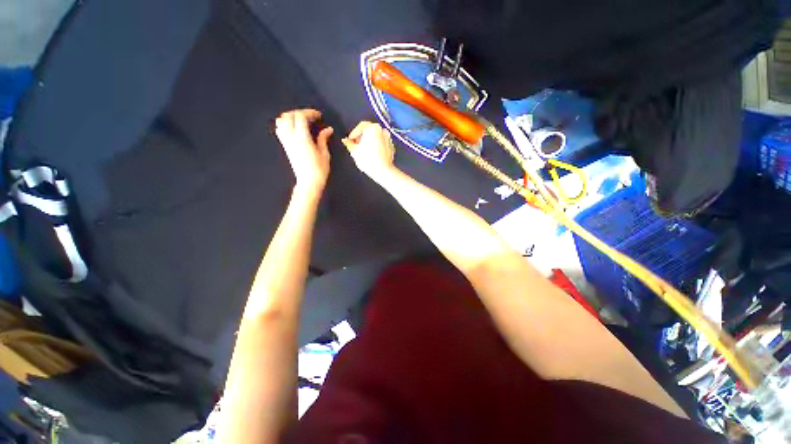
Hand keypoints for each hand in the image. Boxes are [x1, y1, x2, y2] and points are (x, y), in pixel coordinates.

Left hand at [275, 109, 332, 194]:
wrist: (308, 182)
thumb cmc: (319, 170)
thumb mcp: (324, 154)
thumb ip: (323, 139)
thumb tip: (328, 129)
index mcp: (302, 138)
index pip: (300, 117)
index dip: (309, 112)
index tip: (318, 116)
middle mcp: (291, 138)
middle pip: (289, 116)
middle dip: (299, 113)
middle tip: (310, 117)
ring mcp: (286, 142)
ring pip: (281, 122)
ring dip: (290, 118)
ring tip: (301, 121)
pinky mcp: (286, 147)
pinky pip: (280, 130)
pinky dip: (285, 125)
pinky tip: (295, 129)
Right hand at [341, 121, 395, 179]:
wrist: (383, 171)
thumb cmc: (367, 159)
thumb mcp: (354, 151)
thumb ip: (349, 144)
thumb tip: (346, 141)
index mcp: (373, 128)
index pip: (361, 126)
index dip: (354, 133)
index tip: (350, 141)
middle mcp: (382, 130)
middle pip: (369, 131)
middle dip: (362, 137)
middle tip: (356, 146)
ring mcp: (389, 139)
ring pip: (376, 138)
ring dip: (369, 142)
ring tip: (364, 151)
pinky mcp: (392, 147)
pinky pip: (381, 144)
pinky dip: (376, 147)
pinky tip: (372, 155)